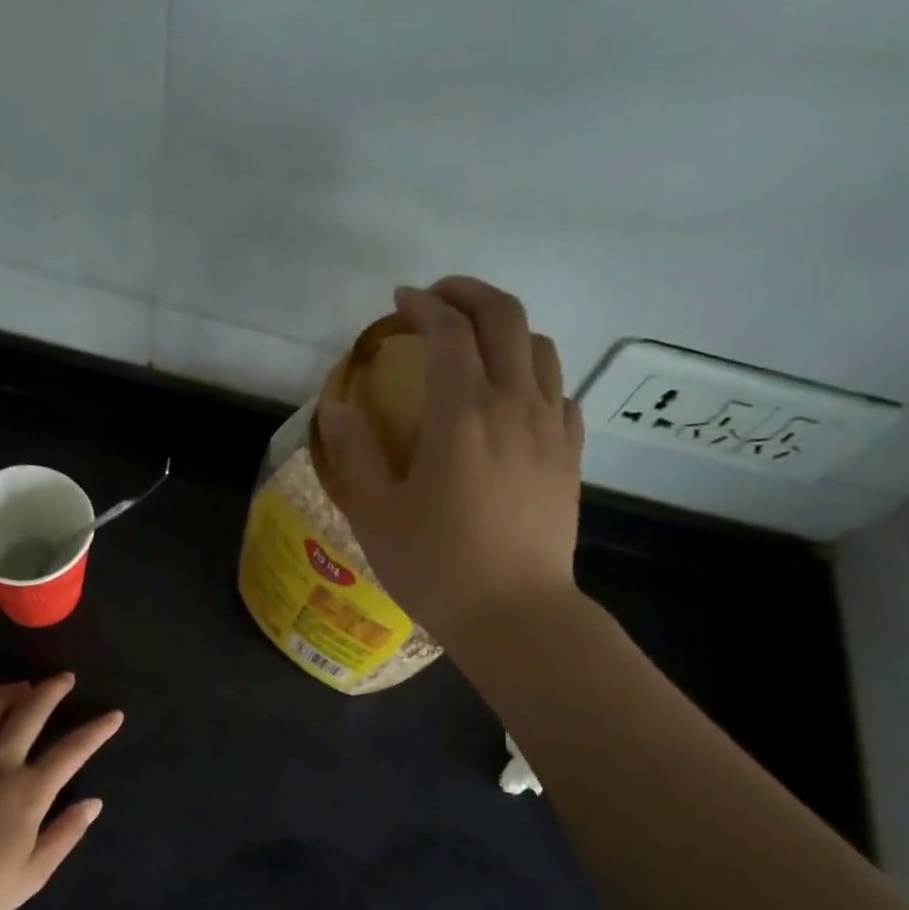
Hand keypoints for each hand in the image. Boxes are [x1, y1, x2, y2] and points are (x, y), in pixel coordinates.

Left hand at [0, 674, 122, 909]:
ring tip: (20, 686)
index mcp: (29, 791)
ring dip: (7, 693)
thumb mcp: (33, 874)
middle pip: (29, 714)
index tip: (113, 715)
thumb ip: (65, 834)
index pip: (72, 751)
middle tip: (64, 678)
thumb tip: (93, 804)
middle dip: (51, 691)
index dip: (97, 731)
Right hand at [316, 276, 584, 645]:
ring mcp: (550, 429)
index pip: (449, 331)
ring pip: (541, 347)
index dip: (422, 305)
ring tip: (474, 341)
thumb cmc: (437, 568)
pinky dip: (533, 372)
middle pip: (505, 318)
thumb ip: (353, 454)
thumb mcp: (375, 515)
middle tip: (436, 299)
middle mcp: (513, 406)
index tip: (399, 301)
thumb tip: (339, 408)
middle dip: (469, 294)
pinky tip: (513, 395)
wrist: (515, 616)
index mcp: (462, 414)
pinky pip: (559, 391)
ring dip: (505, 327)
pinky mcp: (569, 455)